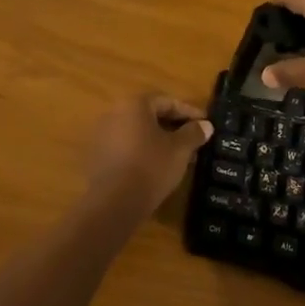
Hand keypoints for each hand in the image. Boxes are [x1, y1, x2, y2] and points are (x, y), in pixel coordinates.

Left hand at [85, 94, 211, 213]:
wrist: (113, 203)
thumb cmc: (151, 167)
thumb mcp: (180, 150)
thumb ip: (193, 133)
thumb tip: (206, 125)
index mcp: (134, 104)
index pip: (167, 102)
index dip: (189, 112)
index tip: (205, 123)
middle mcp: (115, 113)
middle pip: (150, 116)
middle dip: (174, 127)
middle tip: (194, 140)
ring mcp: (103, 135)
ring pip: (139, 133)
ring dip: (159, 141)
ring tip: (179, 157)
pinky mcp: (98, 157)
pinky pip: (127, 147)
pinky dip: (144, 152)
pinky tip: (158, 168)